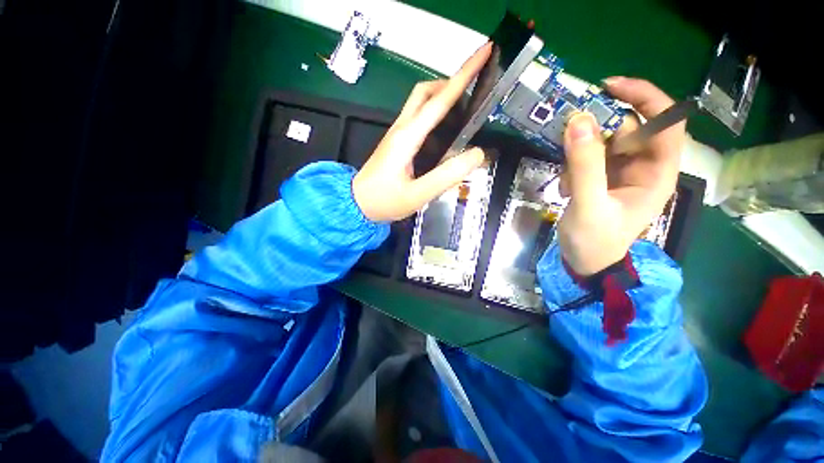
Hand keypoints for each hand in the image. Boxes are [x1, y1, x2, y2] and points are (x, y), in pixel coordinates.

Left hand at [352, 43, 492, 221]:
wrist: (357, 203)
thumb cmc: (385, 200)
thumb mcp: (418, 194)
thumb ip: (447, 175)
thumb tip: (477, 154)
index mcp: (407, 137)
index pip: (439, 101)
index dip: (464, 76)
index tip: (484, 53)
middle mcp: (401, 128)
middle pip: (425, 92)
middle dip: (451, 83)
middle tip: (473, 91)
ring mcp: (397, 134)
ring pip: (420, 102)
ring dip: (443, 97)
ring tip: (464, 111)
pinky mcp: (397, 142)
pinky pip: (417, 117)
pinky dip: (435, 113)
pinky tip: (445, 130)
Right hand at [557, 77, 683, 275]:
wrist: (584, 263)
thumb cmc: (594, 241)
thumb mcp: (588, 205)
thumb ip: (584, 165)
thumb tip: (578, 120)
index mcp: (657, 173)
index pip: (666, 121)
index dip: (644, 97)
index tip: (608, 87)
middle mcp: (643, 166)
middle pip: (628, 128)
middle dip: (597, 132)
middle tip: (568, 137)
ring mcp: (621, 172)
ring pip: (603, 142)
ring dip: (579, 155)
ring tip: (568, 182)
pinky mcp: (602, 177)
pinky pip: (588, 157)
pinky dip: (573, 167)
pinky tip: (567, 189)